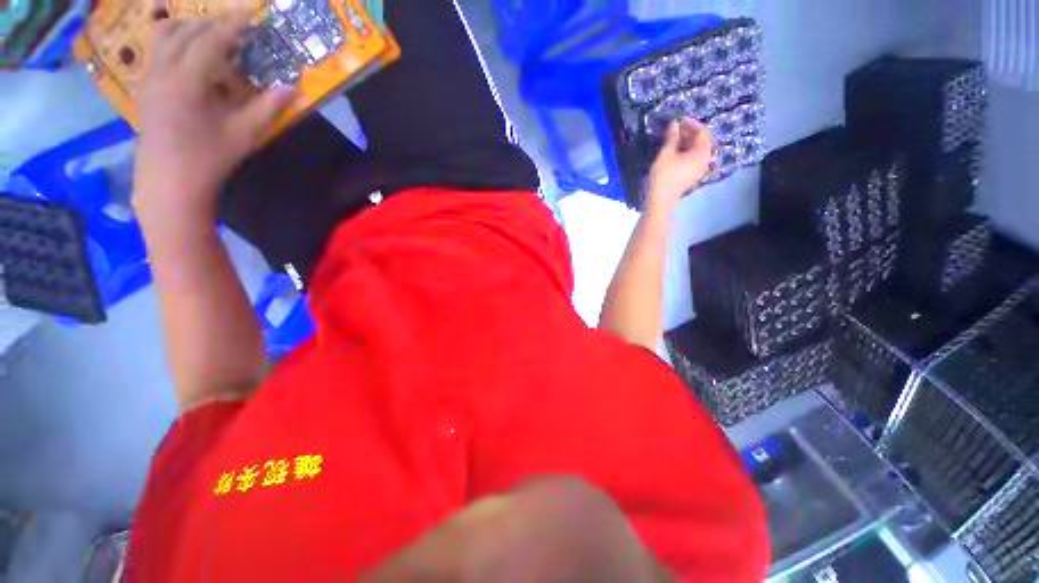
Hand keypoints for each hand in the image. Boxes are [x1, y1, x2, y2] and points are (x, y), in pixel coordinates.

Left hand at [133, 18, 294, 218]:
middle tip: (238, 30)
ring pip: (164, 34)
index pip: (211, 40)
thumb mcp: (244, 134)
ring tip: (213, 37)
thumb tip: (293, 88)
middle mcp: (162, 70)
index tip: (252, 15)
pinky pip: (157, 49)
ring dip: (190, 28)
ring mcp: (148, 76)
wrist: (169, 181)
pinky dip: (176, 42)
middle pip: (185, 30)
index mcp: (186, 81)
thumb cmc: (209, 159)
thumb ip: (268, 107)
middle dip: (213, 24)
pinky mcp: (144, 85)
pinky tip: (192, 56)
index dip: (233, 25)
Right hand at [646, 118, 712, 211]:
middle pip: (701, 142)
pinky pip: (692, 159)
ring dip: (686, 143)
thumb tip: (674, 124)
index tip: (678, 120)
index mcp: (702, 153)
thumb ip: (672, 137)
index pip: (702, 132)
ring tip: (672, 139)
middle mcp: (704, 160)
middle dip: (689, 133)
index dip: (691, 124)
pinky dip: (685, 152)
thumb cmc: (664, 176)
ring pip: (696, 151)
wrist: (660, 200)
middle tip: (674, 129)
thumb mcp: (666, 153)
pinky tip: (673, 151)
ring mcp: (698, 170)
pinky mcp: (691, 176)